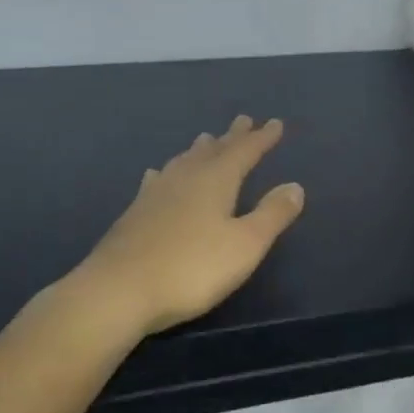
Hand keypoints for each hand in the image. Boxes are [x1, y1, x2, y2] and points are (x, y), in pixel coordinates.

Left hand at [76, 115, 304, 335]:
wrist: (118, 291)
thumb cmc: (192, 268)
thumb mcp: (245, 244)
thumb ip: (272, 214)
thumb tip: (295, 186)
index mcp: (215, 181)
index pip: (244, 152)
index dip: (262, 138)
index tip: (275, 123)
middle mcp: (185, 178)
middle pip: (213, 150)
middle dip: (231, 137)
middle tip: (243, 121)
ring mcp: (155, 194)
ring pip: (183, 162)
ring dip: (199, 150)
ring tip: (206, 139)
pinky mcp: (135, 213)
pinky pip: (158, 180)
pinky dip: (167, 172)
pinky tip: (158, 174)